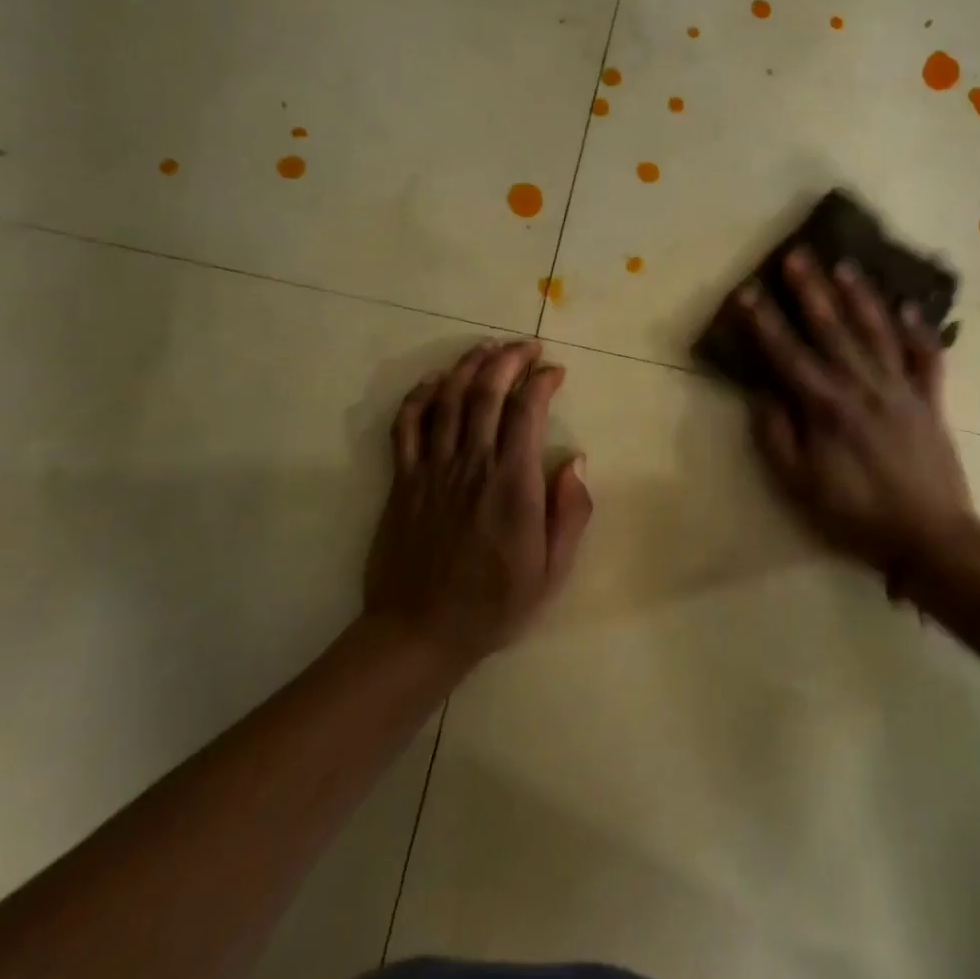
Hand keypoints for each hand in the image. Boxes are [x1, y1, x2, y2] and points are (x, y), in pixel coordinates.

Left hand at [364, 339, 591, 666]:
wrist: (420, 631)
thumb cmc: (494, 603)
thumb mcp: (552, 569)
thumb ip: (569, 512)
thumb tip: (576, 459)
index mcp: (512, 484)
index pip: (527, 411)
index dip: (542, 382)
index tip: (555, 372)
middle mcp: (472, 464)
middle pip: (486, 392)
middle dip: (509, 360)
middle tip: (526, 347)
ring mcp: (432, 469)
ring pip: (448, 399)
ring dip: (468, 366)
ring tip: (487, 348)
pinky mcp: (403, 480)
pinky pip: (406, 425)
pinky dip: (419, 396)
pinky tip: (435, 381)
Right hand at [737, 250, 975, 587]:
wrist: (930, 537)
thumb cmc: (855, 514)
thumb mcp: (799, 486)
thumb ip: (777, 437)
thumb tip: (765, 395)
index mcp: (826, 407)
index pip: (787, 354)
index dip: (763, 322)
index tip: (746, 290)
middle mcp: (863, 387)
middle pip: (833, 330)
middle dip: (811, 290)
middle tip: (798, 254)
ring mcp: (901, 390)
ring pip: (877, 333)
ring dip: (860, 297)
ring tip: (846, 265)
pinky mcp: (930, 401)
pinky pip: (926, 359)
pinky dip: (920, 331)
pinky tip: (910, 306)